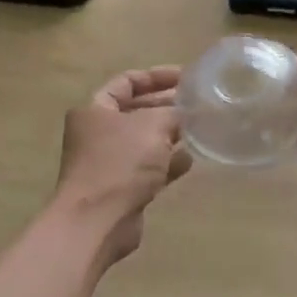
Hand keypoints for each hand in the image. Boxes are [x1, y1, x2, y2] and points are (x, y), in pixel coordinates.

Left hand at [55, 67, 190, 270]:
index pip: (127, 81)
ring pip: (146, 141)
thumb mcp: (153, 125)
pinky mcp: (122, 187)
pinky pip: (149, 168)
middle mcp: (98, 133)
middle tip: (199, 102)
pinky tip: (190, 159)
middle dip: (168, 106)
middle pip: (137, 110)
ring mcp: (109, 162)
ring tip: (201, 128)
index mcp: (95, 109)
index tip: (187, 76)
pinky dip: (168, 162)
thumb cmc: (121, 162)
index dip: (157, 76)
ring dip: (171, 135)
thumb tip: (188, 112)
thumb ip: (174, 113)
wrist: (99, 220)